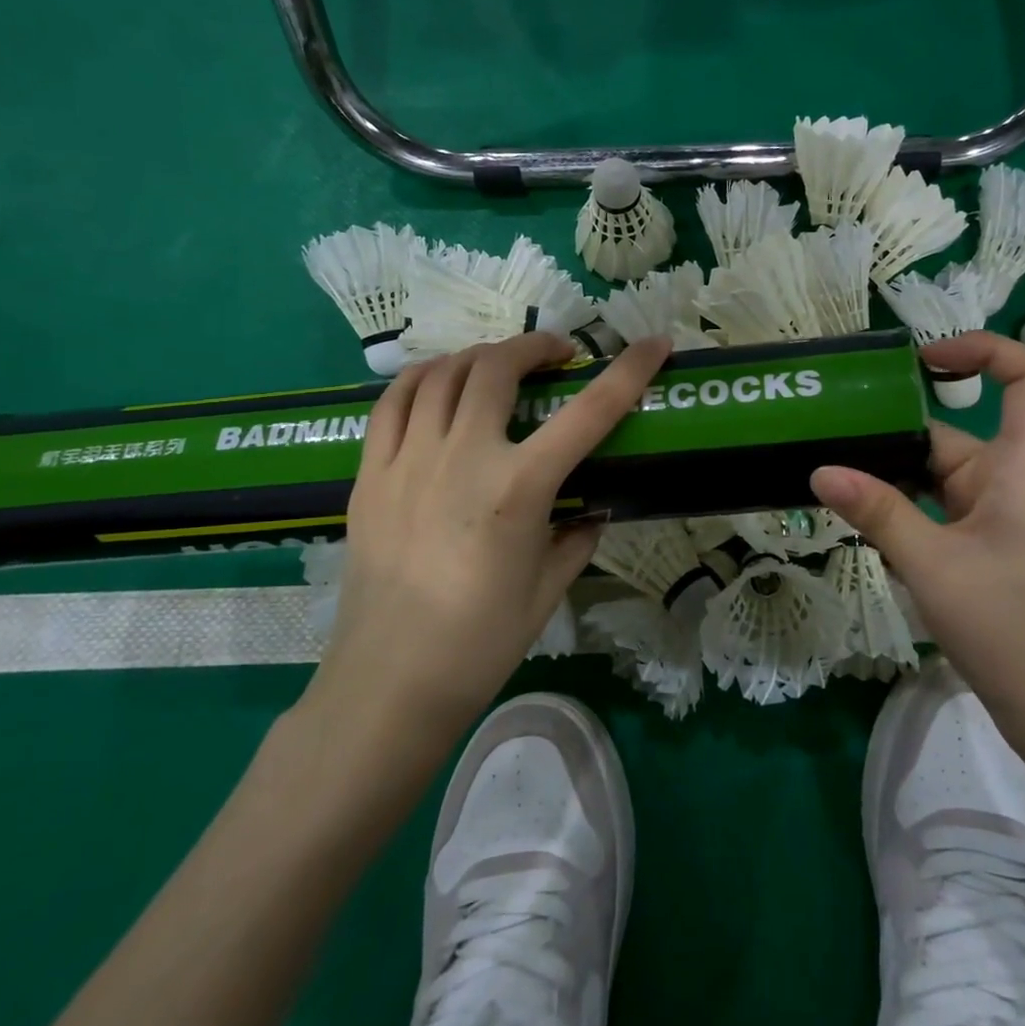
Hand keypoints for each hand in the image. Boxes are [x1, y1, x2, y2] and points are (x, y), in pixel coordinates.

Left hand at [306, 331, 668, 735]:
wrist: (389, 682)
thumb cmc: (480, 643)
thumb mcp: (548, 590)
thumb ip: (576, 539)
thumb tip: (589, 512)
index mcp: (518, 489)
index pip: (589, 413)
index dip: (629, 371)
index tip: (655, 344)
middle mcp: (463, 457)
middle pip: (497, 367)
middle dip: (535, 346)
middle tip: (556, 355)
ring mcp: (408, 460)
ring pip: (442, 373)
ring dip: (480, 355)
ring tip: (499, 365)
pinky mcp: (369, 473)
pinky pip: (392, 401)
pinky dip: (423, 377)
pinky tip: (440, 383)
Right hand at [809, 332, 1024, 707]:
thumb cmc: (1011, 625)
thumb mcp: (933, 563)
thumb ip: (878, 512)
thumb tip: (819, 469)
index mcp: (1019, 467)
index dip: (987, 350)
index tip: (925, 359)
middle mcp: (1006, 481)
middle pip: (951, 433)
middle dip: (891, 432)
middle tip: (826, 433)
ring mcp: (991, 517)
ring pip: (932, 476)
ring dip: (886, 477)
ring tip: (825, 475)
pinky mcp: (976, 549)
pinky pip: (929, 511)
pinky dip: (895, 511)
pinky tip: (854, 524)